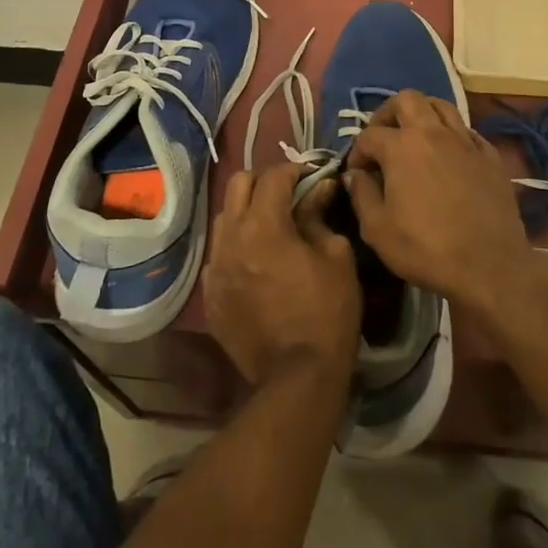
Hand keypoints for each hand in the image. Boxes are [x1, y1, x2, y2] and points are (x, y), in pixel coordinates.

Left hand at [205, 163, 360, 388]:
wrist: (297, 378)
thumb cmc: (327, 313)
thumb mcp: (336, 257)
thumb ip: (320, 215)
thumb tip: (319, 188)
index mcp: (263, 225)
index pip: (273, 176)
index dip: (295, 170)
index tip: (312, 177)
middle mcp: (231, 238)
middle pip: (238, 184)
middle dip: (264, 182)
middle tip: (287, 196)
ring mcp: (215, 268)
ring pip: (224, 218)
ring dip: (246, 212)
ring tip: (270, 228)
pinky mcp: (210, 295)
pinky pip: (219, 255)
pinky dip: (236, 248)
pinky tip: (256, 264)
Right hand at [345, 90, 537, 312]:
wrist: (489, 266)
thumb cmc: (426, 249)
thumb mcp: (377, 230)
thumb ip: (361, 195)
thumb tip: (355, 175)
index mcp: (401, 147)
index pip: (369, 135)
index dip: (357, 153)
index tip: (358, 174)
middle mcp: (433, 133)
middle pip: (407, 100)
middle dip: (388, 114)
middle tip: (383, 139)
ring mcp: (466, 141)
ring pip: (441, 106)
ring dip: (422, 114)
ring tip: (414, 138)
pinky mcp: (490, 155)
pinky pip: (467, 130)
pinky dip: (451, 135)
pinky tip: (448, 156)